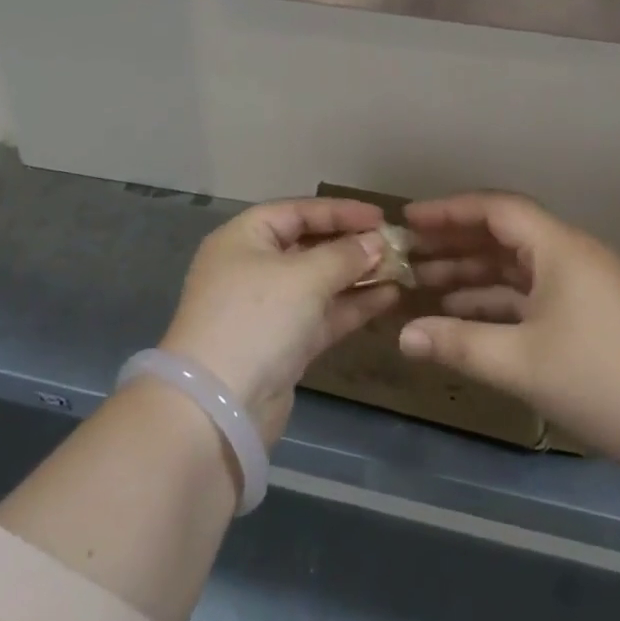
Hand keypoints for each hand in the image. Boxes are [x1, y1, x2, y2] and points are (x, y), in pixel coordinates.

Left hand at [161, 198, 400, 443]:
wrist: (218, 409)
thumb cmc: (256, 319)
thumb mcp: (304, 277)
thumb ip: (344, 255)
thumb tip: (377, 242)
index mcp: (244, 238)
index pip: (298, 211)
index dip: (340, 211)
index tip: (381, 217)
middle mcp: (253, 267)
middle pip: (309, 245)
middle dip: (352, 244)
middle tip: (396, 245)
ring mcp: (268, 308)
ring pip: (319, 282)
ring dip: (357, 275)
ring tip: (401, 269)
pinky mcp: (283, 344)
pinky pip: (322, 314)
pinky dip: (352, 305)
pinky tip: (388, 297)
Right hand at [397, 191, 619, 466]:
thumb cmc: (600, 379)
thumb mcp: (521, 362)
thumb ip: (457, 344)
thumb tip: (402, 336)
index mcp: (558, 247)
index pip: (495, 209)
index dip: (449, 210)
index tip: (410, 218)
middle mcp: (570, 253)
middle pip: (503, 234)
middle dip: (456, 242)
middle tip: (411, 253)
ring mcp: (583, 283)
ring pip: (517, 265)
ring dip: (474, 272)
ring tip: (427, 284)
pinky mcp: (590, 312)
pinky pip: (532, 291)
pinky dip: (498, 298)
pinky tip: (466, 315)